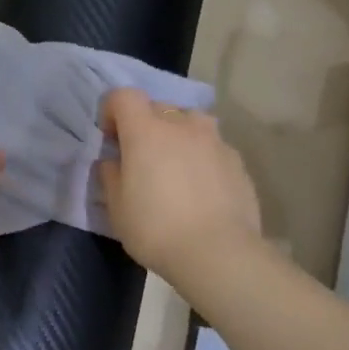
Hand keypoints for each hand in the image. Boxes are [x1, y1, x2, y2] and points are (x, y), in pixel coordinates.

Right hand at [99, 88, 261, 285]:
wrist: (218, 253)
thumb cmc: (156, 229)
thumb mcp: (117, 208)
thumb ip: (111, 176)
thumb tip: (113, 162)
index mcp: (146, 131)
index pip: (124, 96)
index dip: (112, 111)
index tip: (111, 139)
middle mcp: (182, 125)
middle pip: (158, 107)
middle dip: (145, 125)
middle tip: (141, 158)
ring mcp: (214, 141)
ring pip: (190, 123)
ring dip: (177, 135)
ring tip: (174, 166)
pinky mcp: (237, 161)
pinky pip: (212, 147)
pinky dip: (201, 157)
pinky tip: (200, 188)